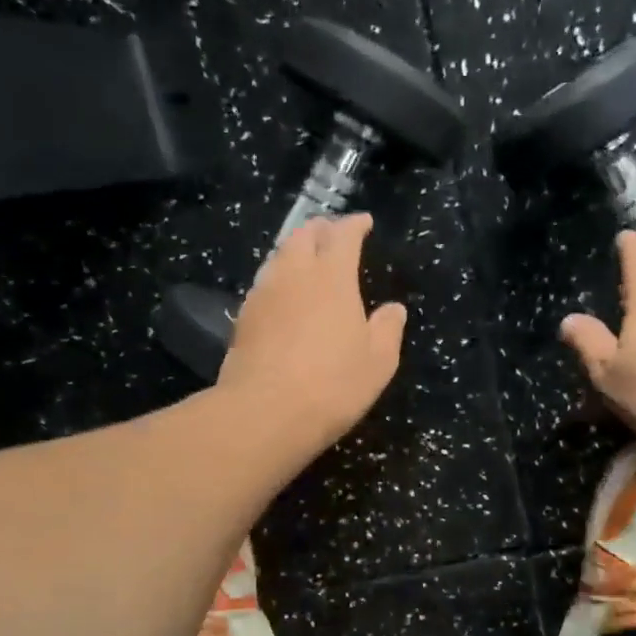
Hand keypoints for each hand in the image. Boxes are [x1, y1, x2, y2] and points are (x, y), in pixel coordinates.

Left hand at [217, 213, 406, 449]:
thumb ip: (388, 329)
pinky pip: (263, 285)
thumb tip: (394, 309)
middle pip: (303, 236)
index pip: (343, 235)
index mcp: (332, 277)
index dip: (354, 225)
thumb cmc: (333, 385)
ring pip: (278, 257)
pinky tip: (283, 298)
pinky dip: (277, 281)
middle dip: (320, 230)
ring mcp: (262, 294)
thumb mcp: (378, 362)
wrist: (265, 413)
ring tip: (306, 262)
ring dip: (294, 252)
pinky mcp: (242, 318)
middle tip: (332, 236)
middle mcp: (293, 274)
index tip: (364, 222)